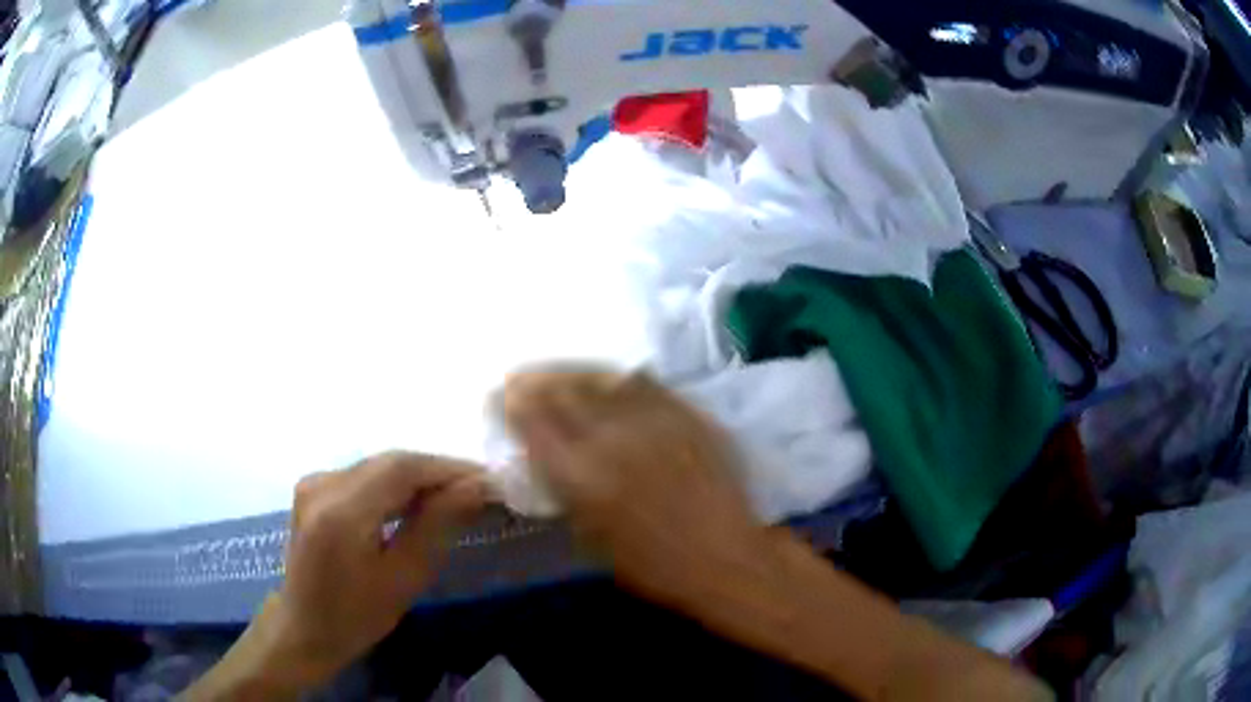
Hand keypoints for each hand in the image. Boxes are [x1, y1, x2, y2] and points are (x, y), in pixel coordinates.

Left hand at [188, 453, 487, 698]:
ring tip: (455, 497)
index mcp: (341, 511)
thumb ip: (435, 525)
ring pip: (379, 466)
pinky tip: (416, 503)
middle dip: (437, 472)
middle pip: (390, 462)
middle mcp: (323, 483)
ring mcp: (314, 482)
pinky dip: (395, 485)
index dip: (448, 469)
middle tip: (478, 490)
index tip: (489, 481)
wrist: (303, 627)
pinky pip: (364, 475)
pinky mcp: (314, 488)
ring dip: (418, 477)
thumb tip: (475, 487)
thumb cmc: (356, 617)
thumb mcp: (403, 578)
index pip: (402, 469)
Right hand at [502, 368, 772, 608]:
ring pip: (598, 378)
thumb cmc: (654, 566)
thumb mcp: (591, 540)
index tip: (500, 396)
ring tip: (555, 372)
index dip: (511, 404)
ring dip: (569, 372)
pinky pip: (642, 382)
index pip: (531, 422)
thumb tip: (545, 459)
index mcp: (580, 476)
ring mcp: (651, 420)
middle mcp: (610, 438)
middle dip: (532, 381)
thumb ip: (565, 492)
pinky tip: (606, 377)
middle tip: (519, 378)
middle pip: (560, 392)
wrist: (725, 557)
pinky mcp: (684, 413)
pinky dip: (615, 377)